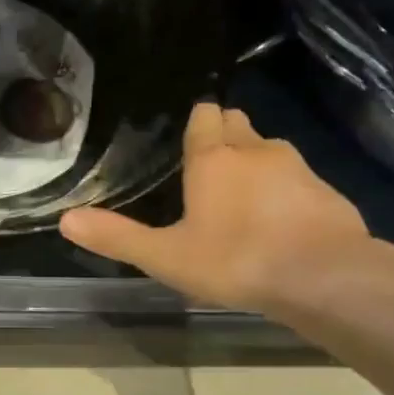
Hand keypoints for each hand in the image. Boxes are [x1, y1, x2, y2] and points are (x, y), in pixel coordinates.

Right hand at [60, 103, 376, 315]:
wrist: (325, 278)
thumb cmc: (236, 261)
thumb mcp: (166, 257)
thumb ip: (117, 237)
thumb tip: (66, 219)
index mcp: (214, 158)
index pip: (204, 116)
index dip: (196, 123)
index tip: (187, 139)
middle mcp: (256, 150)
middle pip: (238, 125)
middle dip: (224, 136)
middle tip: (208, 169)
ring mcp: (298, 167)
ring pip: (270, 151)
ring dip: (255, 164)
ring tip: (241, 198)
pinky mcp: (328, 191)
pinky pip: (298, 180)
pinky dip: (285, 191)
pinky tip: (279, 223)